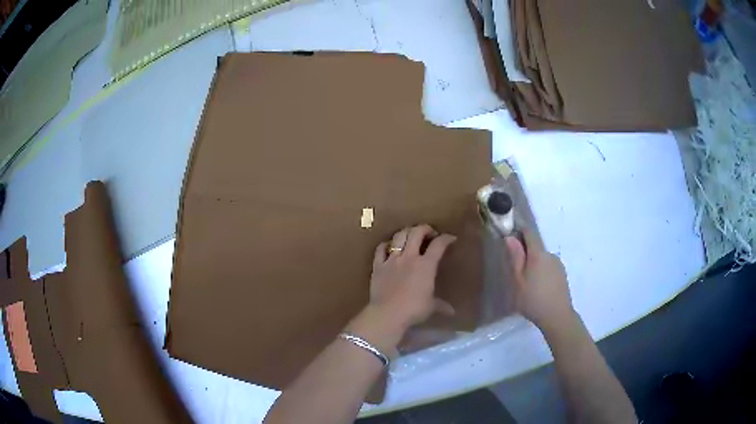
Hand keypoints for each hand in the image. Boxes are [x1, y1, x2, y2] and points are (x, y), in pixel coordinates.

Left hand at [369, 224, 456, 331]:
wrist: (387, 314)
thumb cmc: (413, 310)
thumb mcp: (431, 307)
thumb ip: (441, 306)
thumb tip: (452, 312)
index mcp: (426, 265)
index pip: (438, 245)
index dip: (446, 238)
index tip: (451, 238)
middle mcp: (409, 257)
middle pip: (417, 232)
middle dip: (425, 228)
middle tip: (430, 233)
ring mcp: (392, 260)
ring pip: (399, 236)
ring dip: (406, 232)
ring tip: (411, 236)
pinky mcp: (378, 266)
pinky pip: (380, 249)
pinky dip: (386, 245)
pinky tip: (389, 247)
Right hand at [505, 230, 574, 332]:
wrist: (557, 316)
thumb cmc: (533, 299)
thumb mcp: (518, 280)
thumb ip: (515, 258)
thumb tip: (510, 237)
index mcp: (538, 254)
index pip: (529, 233)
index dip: (519, 231)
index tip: (509, 237)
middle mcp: (550, 255)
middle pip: (536, 247)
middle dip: (525, 253)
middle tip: (515, 271)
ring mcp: (558, 265)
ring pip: (542, 259)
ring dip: (534, 265)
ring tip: (527, 284)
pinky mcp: (562, 275)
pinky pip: (549, 267)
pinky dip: (542, 273)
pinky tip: (538, 289)